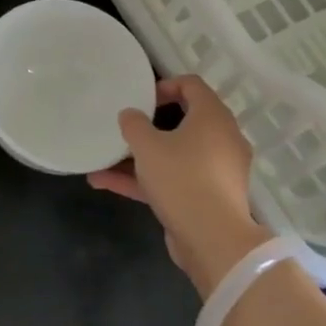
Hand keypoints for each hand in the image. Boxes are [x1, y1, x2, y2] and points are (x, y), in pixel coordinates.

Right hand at [87, 74, 268, 296]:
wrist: (213, 239)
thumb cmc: (182, 178)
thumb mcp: (148, 146)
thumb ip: (134, 124)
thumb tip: (130, 114)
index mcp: (213, 117)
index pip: (192, 85)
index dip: (165, 85)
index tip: (141, 99)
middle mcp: (221, 139)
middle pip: (185, 121)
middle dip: (150, 125)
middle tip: (126, 127)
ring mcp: (216, 171)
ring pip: (175, 155)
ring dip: (140, 157)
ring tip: (104, 159)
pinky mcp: (207, 198)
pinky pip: (174, 180)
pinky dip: (146, 180)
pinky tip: (106, 183)